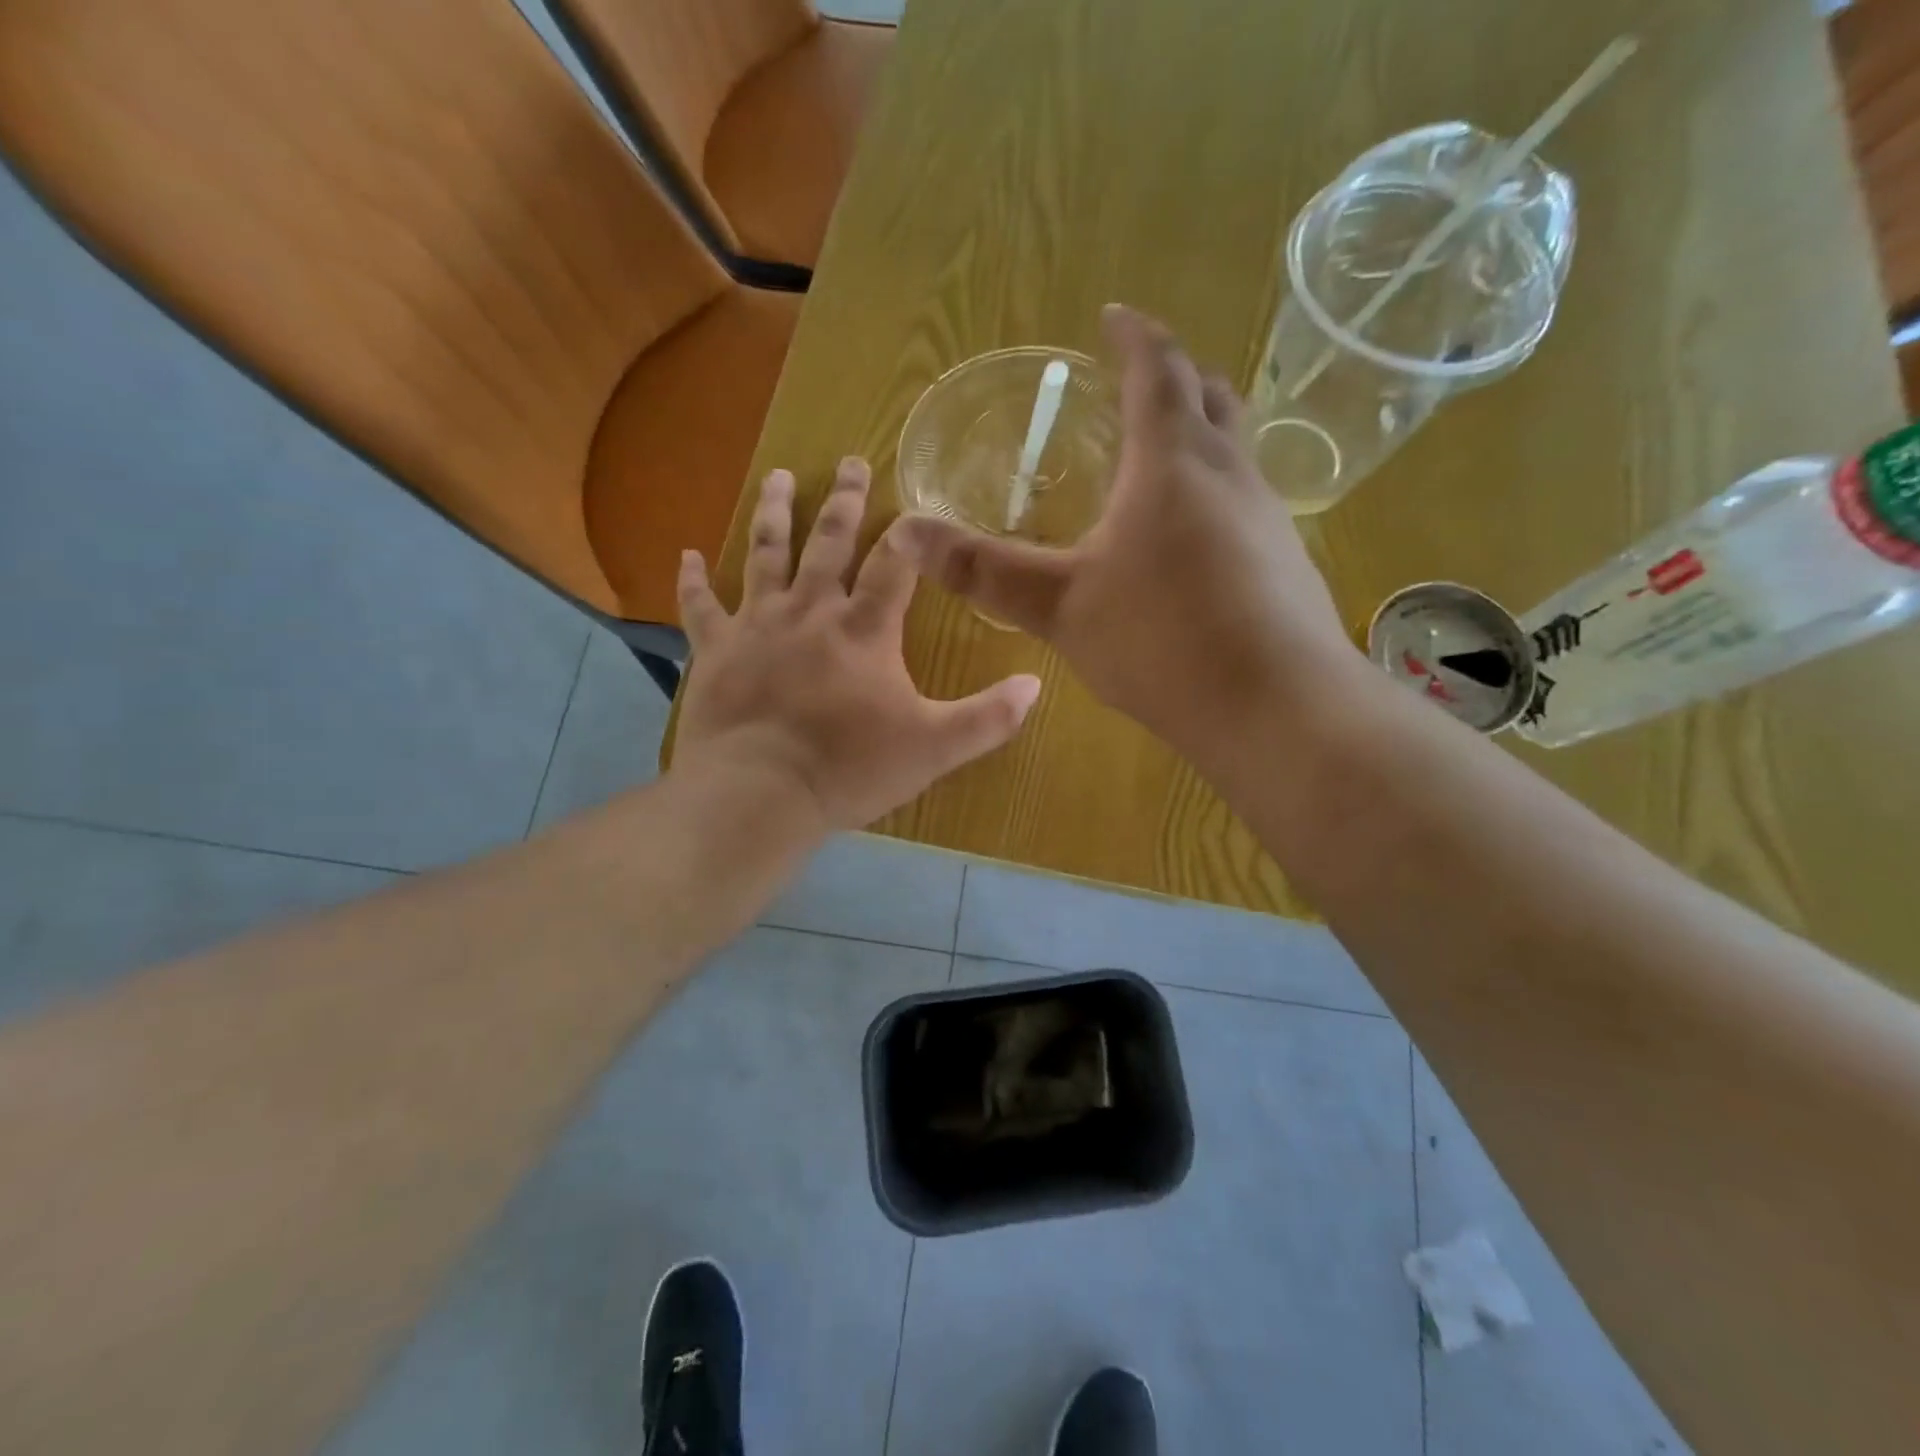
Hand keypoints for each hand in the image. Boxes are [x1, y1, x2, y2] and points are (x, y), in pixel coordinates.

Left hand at [674, 458, 1041, 830]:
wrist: (758, 794)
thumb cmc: (849, 769)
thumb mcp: (934, 748)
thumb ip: (988, 718)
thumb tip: (1036, 685)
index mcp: (865, 630)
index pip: (895, 565)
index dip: (910, 534)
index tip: (918, 505)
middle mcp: (811, 611)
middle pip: (830, 542)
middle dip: (846, 501)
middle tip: (852, 462)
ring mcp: (757, 625)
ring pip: (766, 554)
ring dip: (775, 513)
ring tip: (779, 477)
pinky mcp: (715, 650)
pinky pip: (700, 607)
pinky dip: (692, 580)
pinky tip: (688, 554)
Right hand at [893, 304, 1364, 765]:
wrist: (1276, 707)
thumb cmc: (1161, 642)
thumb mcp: (1060, 606)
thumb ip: (984, 570)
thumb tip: (906, 533)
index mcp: (1171, 462)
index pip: (1157, 370)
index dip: (1133, 337)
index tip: (1113, 317)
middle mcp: (1231, 471)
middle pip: (1210, 396)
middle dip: (1175, 376)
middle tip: (1140, 381)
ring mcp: (1269, 515)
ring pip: (1236, 448)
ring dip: (1201, 434)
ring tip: (1161, 456)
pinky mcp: (1288, 560)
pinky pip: (1249, 500)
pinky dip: (1217, 491)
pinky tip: (1195, 539)